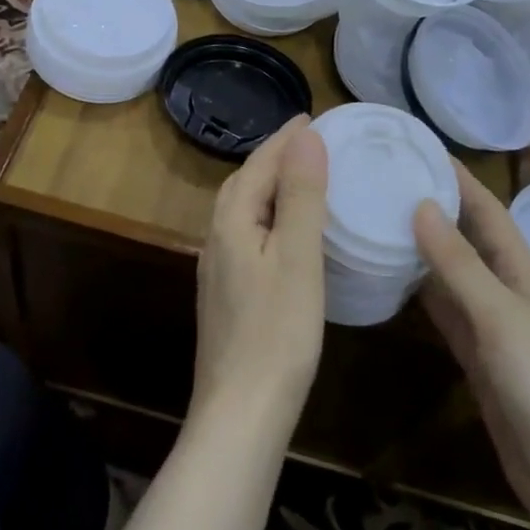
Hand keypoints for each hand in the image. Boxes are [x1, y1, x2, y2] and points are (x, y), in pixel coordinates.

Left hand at [193, 117, 328, 432]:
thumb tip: (306, 136)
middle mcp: (217, 237)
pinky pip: (248, 235)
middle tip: (310, 143)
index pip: (258, 163)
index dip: (285, 138)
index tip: (313, 116)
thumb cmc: (277, 332)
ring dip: (271, 186)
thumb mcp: (298, 258)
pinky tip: (288, 235)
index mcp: (231, 221)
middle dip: (274, 157)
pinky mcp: (228, 294)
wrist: (241, 414)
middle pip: (244, 182)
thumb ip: (301, 195)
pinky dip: (270, 217)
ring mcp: (219, 269)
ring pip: (244, 210)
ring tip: (304, 179)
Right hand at [414, 164, 529, 529]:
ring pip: (450, 275)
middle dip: (433, 208)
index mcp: (522, 272)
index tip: (419, 149)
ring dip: (420, 250)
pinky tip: (390, 281)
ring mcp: (491, 326)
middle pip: (465, 238)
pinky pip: (443, 313)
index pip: (486, 210)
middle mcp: (505, 291)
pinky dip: (420, 295)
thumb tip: (421, 204)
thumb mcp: (499, 316)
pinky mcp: (476, 359)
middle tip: (385, 181)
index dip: (458, 178)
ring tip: (378, 220)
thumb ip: (458, 264)